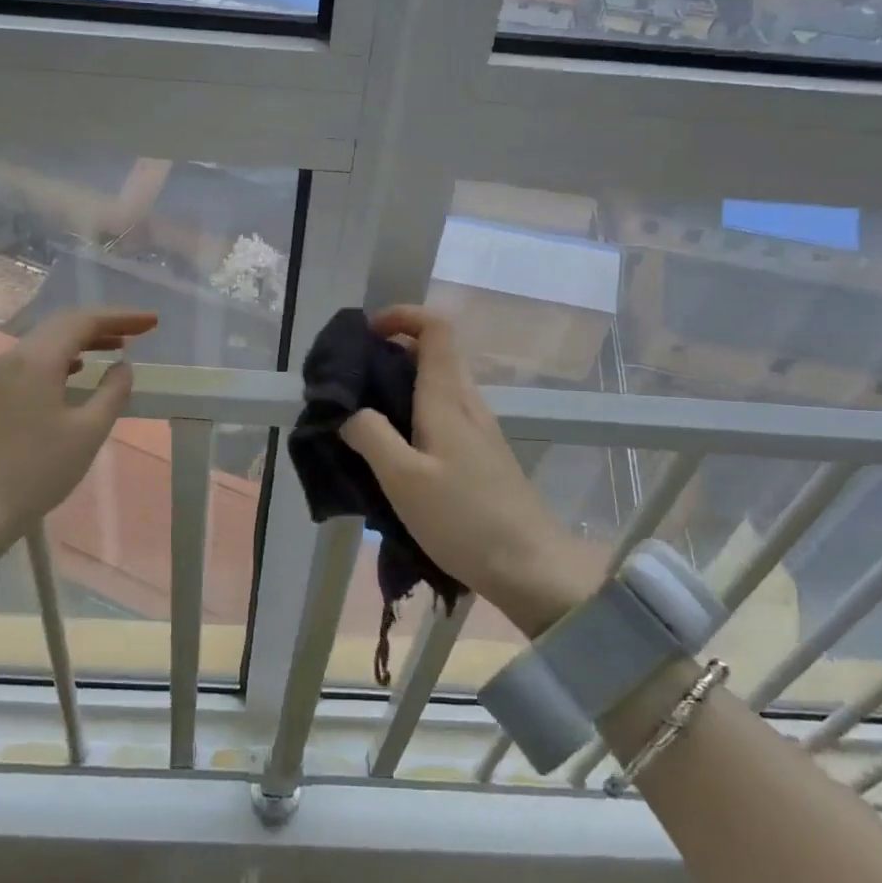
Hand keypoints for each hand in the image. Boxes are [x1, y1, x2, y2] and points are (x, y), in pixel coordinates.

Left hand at [0, 309, 157, 555]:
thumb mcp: (89, 432)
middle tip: (139, 330)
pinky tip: (77, 370)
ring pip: (45, 341)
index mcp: (36, 361)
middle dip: (103, 323)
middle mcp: (13, 357)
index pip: (83, 322)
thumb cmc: (39, 471)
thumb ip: (112, 392)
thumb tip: (122, 366)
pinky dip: (61, 356)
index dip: (121, 317)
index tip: (152, 321)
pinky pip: (32, 360)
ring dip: (82, 339)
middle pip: (62, 325)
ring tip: (115, 347)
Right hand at [340, 306, 603, 636]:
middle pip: (434, 354)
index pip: (435, 330)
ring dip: (401, 385)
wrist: (529, 566)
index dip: (402, 316)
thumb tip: (352, 413)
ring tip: (364, 415)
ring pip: (438, 385)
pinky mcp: (483, 455)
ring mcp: (480, 430)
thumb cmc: (463, 519)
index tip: (366, 332)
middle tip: (353, 379)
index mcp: (448, 399)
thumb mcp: (403, 479)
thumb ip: (372, 437)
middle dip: (392, 351)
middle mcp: (468, 404)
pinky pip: (444, 414)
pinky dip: (414, 413)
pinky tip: (396, 450)